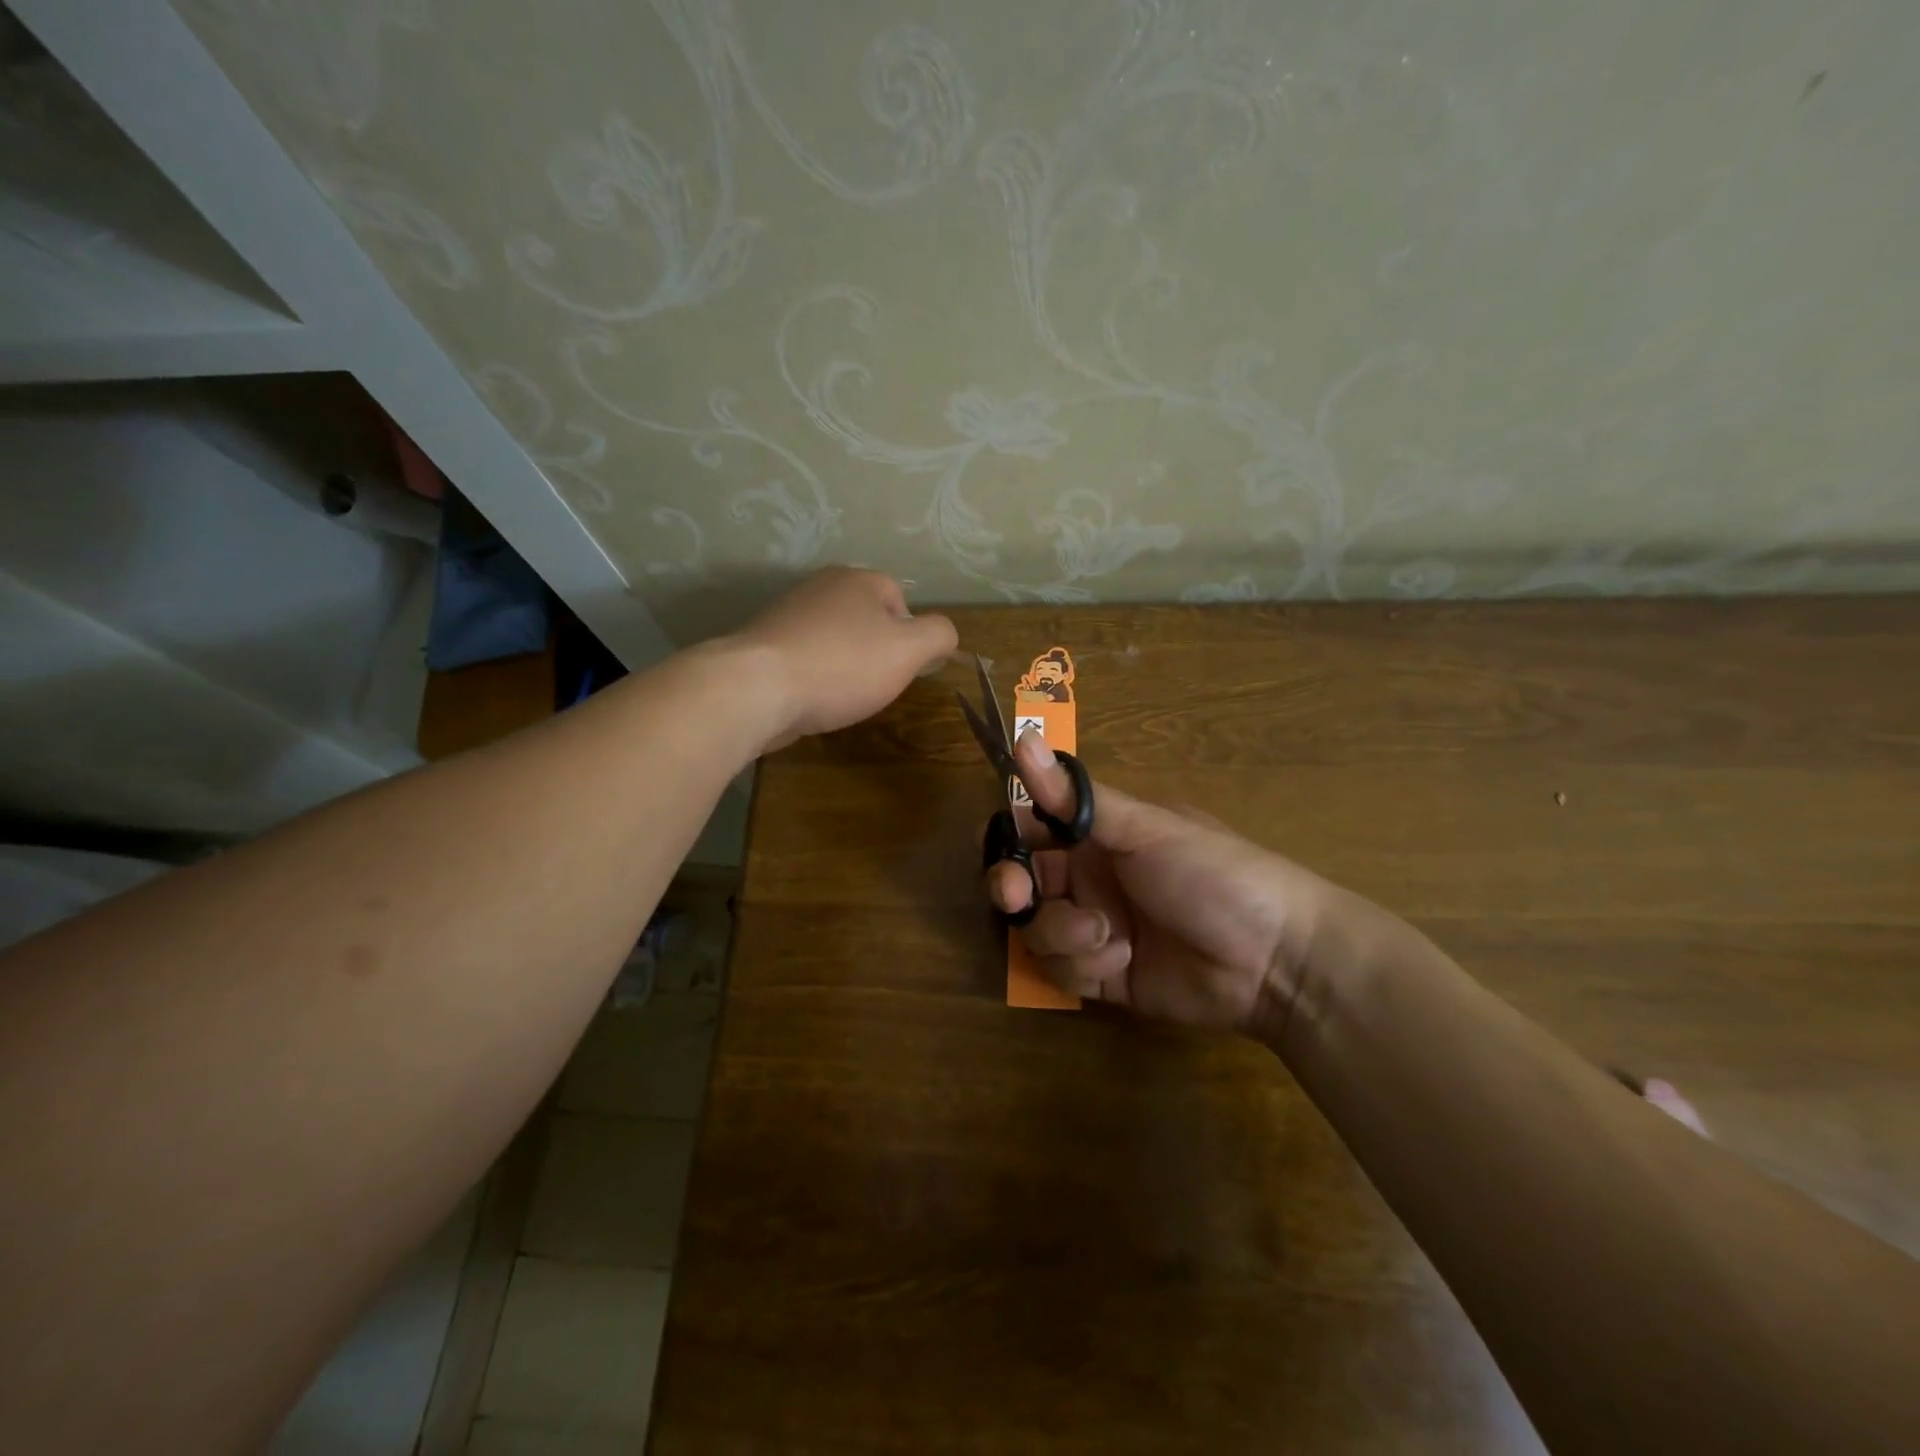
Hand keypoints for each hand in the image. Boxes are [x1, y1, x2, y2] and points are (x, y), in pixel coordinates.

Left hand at [730, 567, 957, 746]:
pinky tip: (812, 699)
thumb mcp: (908, 651)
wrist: (757, 688)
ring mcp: (787, 614)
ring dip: (843, 665)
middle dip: (875, 650)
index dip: (909, 635)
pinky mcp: (763, 644)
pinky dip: (814, 676)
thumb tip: (944, 633)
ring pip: (833, 639)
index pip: (899, 597)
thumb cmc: (842, 665)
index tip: (902, 668)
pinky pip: (804, 657)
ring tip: (842, 695)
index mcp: (858, 580)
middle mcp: (821, 586)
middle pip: (864, 618)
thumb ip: (938, 635)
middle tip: (875, 683)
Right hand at [987, 731, 1333, 1036]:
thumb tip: (1022, 740)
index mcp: (1097, 834)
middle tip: (1019, 896)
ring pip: (1036, 929)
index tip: (1005, 847)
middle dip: (1012, 890)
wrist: (1274, 959)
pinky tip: (1121, 960)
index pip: (1031, 829)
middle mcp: (1088, 877)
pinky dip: (1083, 966)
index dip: (1009, 838)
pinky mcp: (1101, 975)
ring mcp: (1093, 928)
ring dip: (1061, 933)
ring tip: (1105, 936)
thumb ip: (1076, 798)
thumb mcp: (1146, 828)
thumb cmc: (1213, 873)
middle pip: (1022, 883)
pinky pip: (1061, 970)